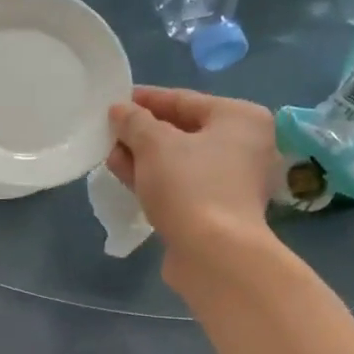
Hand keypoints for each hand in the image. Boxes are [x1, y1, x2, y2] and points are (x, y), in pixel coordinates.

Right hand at [107, 87, 274, 251]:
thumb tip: (120, 111)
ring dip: (143, 156)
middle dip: (143, 131)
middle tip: (109, 129)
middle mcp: (243, 146)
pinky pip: (179, 185)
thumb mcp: (154, 144)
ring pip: (179, 161)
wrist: (213, 254)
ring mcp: (231, 182)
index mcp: (240, 118)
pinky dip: (153, 179)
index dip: (147, 99)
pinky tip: (124, 175)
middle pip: (183, 130)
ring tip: (110, 153)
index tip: (116, 100)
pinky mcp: (216, 210)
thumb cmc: (190, 186)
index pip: (185, 100)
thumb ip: (134, 122)